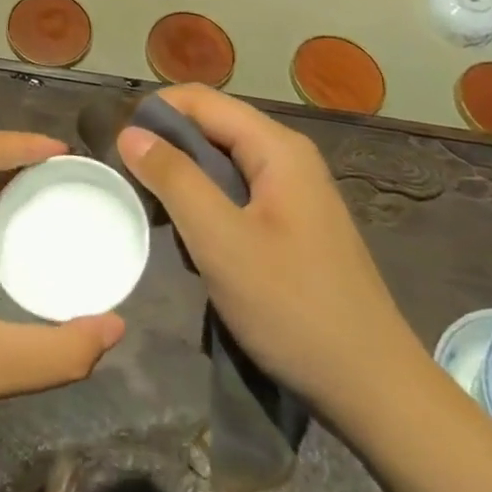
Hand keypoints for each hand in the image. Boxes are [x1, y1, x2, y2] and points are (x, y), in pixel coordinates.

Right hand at [117, 85, 423, 420]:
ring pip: (219, 162)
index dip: (154, 114)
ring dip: (182, 179)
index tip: (117, 149)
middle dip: (165, 148)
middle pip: (210, 126)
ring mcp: (293, 192)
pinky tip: (191, 239)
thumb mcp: (221, 240)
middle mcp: (287, 157)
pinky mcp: (291, 224)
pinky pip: (235, 193)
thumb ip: (174, 179)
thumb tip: (130, 132)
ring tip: (154, 214)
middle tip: (129, 185)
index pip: (199, 100)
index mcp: (277, 147)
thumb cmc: (294, 308)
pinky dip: (204, 204)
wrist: (374, 392)